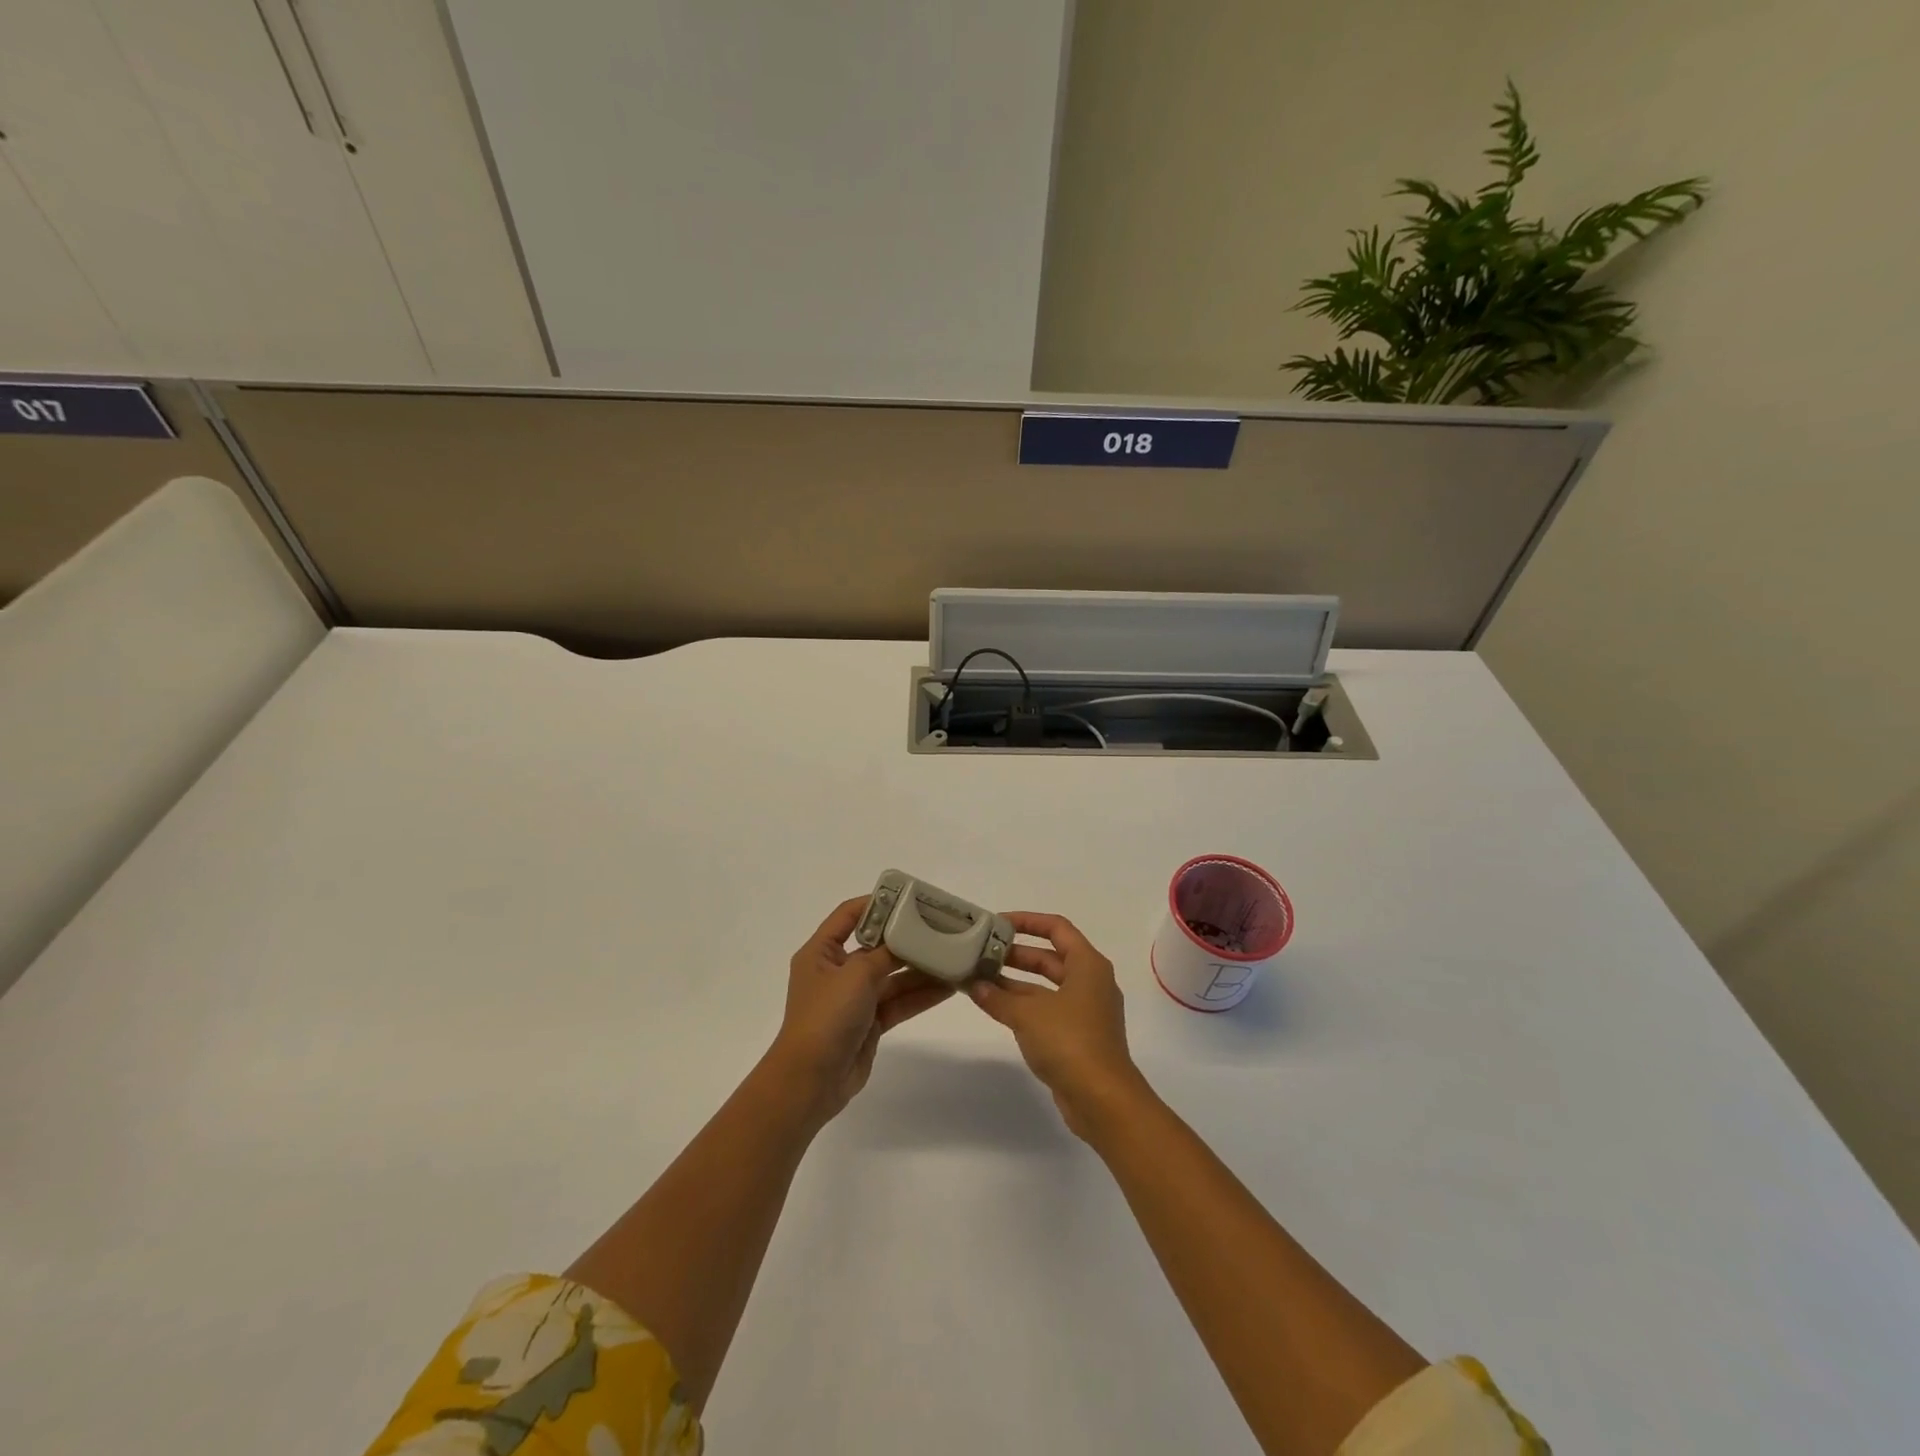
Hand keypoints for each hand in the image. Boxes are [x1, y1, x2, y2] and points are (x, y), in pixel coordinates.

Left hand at [768, 896, 953, 1123]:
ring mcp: (854, 999)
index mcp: (821, 952)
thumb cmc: (826, 1017)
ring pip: (893, 977)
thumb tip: (907, 940)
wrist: (811, 1080)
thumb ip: (885, 954)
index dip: (877, 904)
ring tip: (954, 957)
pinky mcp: (869, 1023)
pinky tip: (949, 988)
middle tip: (942, 929)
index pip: (849, 915)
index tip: (910, 900)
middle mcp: (837, 971)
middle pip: (877, 946)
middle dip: (908, 940)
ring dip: (921, 969)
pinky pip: (899, 1002)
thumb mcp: (856, 975)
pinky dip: (921, 996)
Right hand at [969, 912, 1147, 1139]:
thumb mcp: (1028, 1014)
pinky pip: (1047, 1009)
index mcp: (1088, 965)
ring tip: (981, 979)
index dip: (1027, 921)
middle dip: (1016, 954)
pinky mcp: (1078, 1037)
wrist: (1103, 1100)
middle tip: (983, 952)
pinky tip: (996, 1007)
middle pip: (1050, 957)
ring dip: (1016, 982)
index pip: (1057, 928)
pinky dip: (1024, 1005)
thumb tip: (975, 985)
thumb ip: (998, 997)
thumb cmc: (1070, 1042)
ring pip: (1047, 985)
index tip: (997, 923)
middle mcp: (1090, 982)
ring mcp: (1086, 1011)